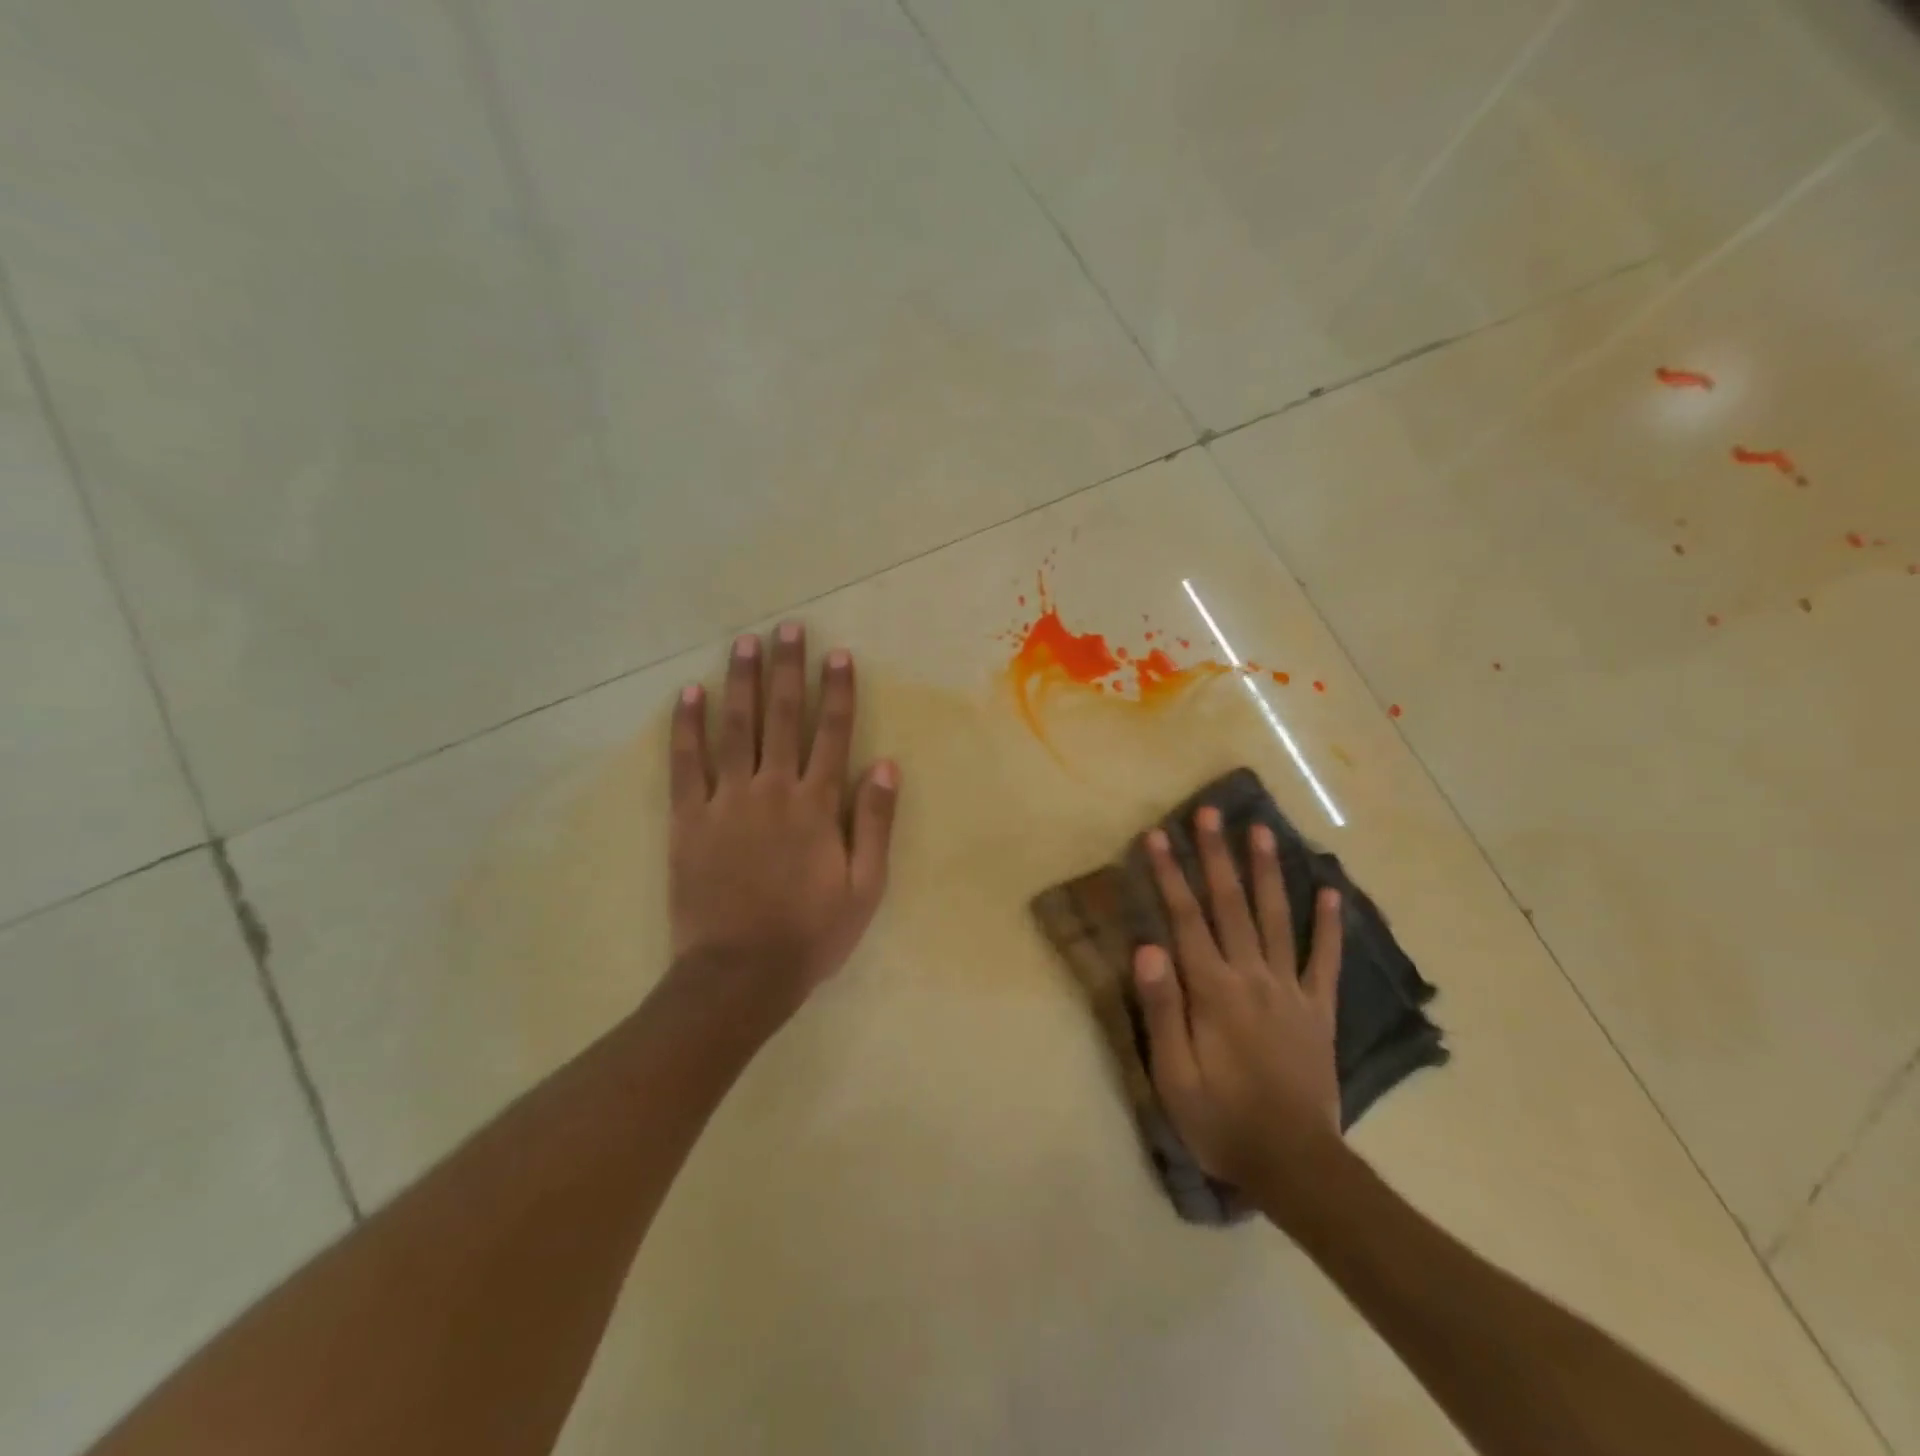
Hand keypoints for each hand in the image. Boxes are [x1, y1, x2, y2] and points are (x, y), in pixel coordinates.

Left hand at [668, 622, 898, 1015]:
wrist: (740, 974)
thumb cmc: (811, 933)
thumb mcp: (865, 887)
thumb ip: (874, 823)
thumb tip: (886, 766)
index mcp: (816, 806)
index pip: (832, 734)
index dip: (837, 692)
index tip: (838, 655)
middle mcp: (772, 790)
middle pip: (781, 717)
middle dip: (787, 669)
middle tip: (788, 628)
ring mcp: (725, 801)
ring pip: (734, 728)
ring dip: (740, 682)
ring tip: (744, 643)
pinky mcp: (687, 819)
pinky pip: (685, 764)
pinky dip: (686, 727)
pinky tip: (689, 695)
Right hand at [1133, 808, 1344, 1217]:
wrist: (1295, 1166)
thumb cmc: (1222, 1120)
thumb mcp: (1173, 1075)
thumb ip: (1162, 1009)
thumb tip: (1148, 946)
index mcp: (1213, 991)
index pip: (1186, 919)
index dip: (1170, 874)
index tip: (1158, 835)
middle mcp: (1252, 977)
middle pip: (1231, 905)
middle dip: (1217, 855)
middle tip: (1210, 813)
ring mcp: (1291, 990)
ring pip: (1277, 918)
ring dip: (1267, 872)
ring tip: (1263, 831)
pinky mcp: (1319, 1010)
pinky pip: (1326, 960)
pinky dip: (1329, 924)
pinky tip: (1331, 891)